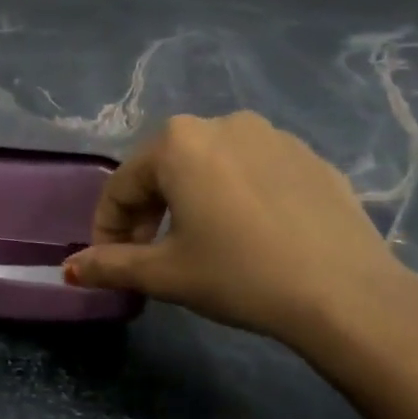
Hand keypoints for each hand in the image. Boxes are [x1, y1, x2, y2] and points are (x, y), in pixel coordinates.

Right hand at [64, 113, 417, 358]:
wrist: (348, 294)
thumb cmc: (240, 275)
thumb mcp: (165, 273)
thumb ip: (111, 265)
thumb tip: (69, 270)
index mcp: (178, 143)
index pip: (122, 185)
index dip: (106, 226)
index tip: (108, 261)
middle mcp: (222, 124)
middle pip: (164, 169)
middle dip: (147, 212)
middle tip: (149, 254)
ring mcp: (273, 136)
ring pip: (209, 167)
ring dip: (189, 201)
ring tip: (198, 243)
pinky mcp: (310, 157)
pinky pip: (252, 171)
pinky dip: (234, 197)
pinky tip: (248, 235)